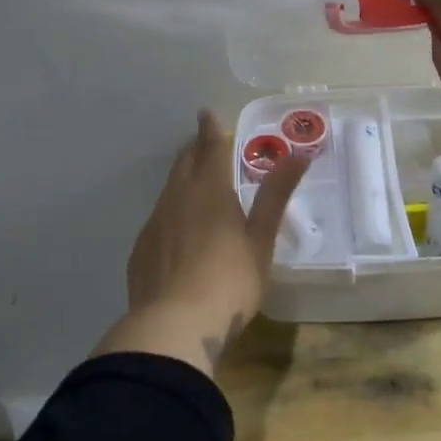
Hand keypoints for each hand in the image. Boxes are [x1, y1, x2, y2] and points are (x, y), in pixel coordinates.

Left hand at [95, 110, 308, 376]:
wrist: (173, 326)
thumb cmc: (229, 281)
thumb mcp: (261, 239)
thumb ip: (276, 195)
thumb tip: (299, 154)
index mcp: (209, 191)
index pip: (209, 148)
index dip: (210, 129)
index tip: (206, 113)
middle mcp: (177, 198)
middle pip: (184, 164)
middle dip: (194, 150)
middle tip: (204, 145)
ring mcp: (154, 224)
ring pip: (168, 191)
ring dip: (182, 181)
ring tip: (194, 186)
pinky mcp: (141, 251)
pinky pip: (158, 220)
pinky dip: (170, 214)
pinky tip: (177, 233)